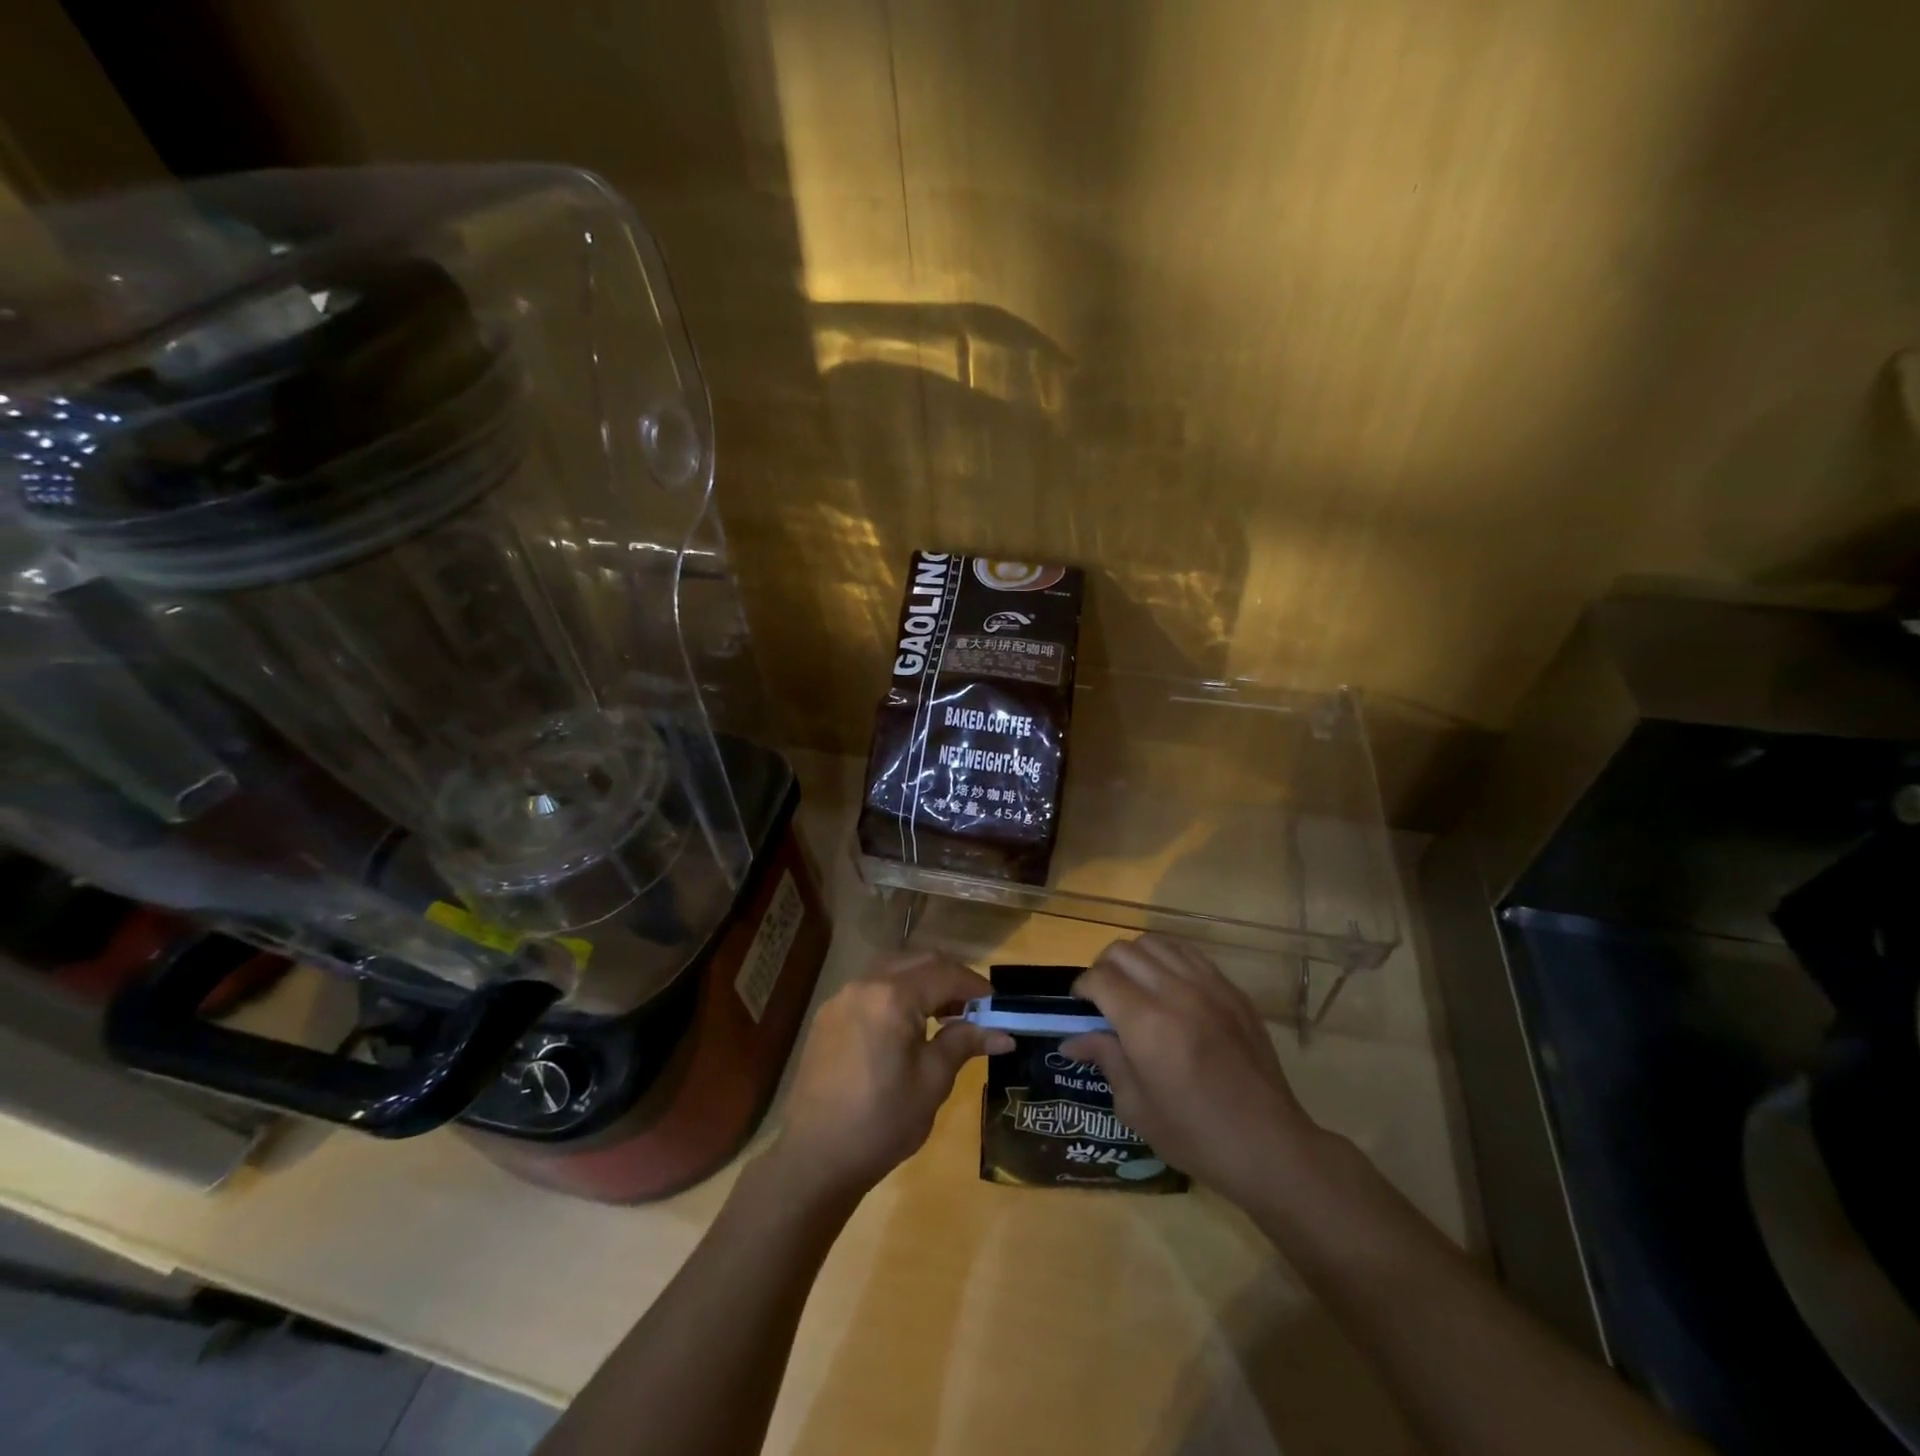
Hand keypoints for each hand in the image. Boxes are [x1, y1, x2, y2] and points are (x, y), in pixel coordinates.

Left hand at [771, 950, 1011, 1200]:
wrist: (815, 1158)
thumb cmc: (882, 1121)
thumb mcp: (932, 1081)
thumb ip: (964, 1044)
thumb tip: (1004, 1034)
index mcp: (892, 997)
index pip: (944, 974)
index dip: (974, 986)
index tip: (997, 1004)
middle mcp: (864, 985)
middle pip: (917, 962)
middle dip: (949, 978)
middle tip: (974, 1007)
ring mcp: (841, 998)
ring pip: (891, 969)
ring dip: (922, 981)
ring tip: (943, 1014)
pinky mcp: (828, 1017)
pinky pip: (870, 989)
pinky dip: (895, 993)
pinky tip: (906, 1026)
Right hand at [1060, 935, 1324, 1208]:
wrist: (1269, 1145)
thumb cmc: (1194, 1135)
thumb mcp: (1136, 1107)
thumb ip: (1105, 1059)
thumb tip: (1073, 1039)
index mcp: (1147, 1024)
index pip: (1100, 977)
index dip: (1082, 988)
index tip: (1080, 1007)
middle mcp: (1176, 993)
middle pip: (1124, 951)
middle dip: (1104, 968)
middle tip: (1104, 998)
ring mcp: (1209, 986)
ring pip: (1156, 943)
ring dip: (1136, 959)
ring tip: (1135, 987)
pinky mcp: (1232, 990)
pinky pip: (1189, 954)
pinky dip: (1168, 960)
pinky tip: (1168, 988)